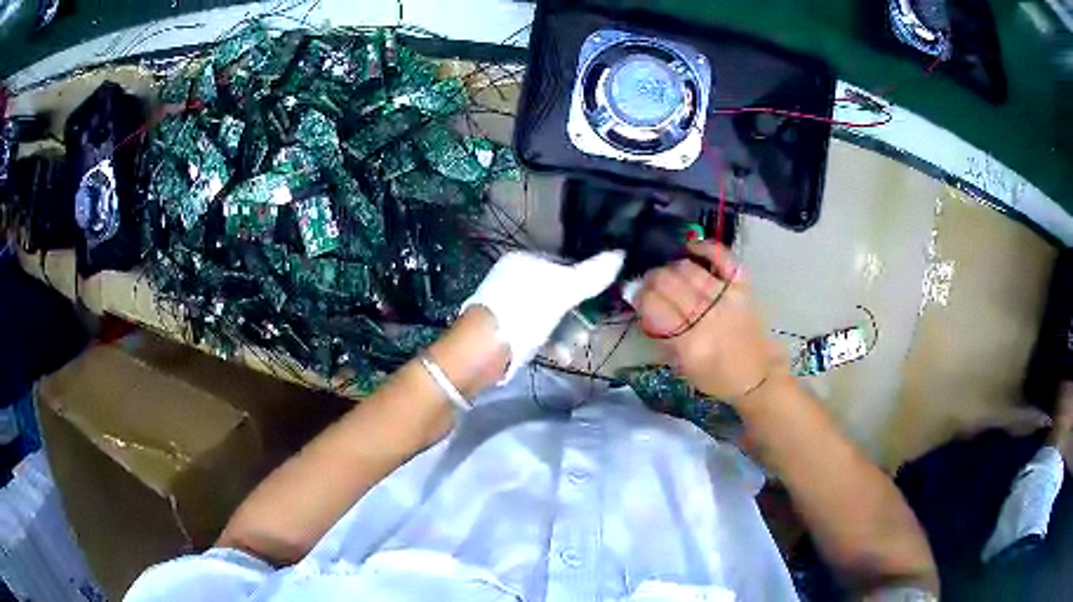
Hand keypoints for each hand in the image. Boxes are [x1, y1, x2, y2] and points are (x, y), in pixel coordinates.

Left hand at [462, 251, 624, 379]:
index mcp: (524, 260)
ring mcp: (508, 305)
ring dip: (567, 333)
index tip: (598, 304)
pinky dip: (551, 343)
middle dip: (577, 316)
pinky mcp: (506, 329)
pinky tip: (561, 357)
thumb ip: (592, 275)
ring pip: (548, 315)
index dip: (584, 284)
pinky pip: (535, 331)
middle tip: (588, 334)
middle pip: (557, 293)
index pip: (563, 266)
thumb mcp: (563, 291)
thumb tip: (621, 254)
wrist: (484, 349)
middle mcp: (513, 278)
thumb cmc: (525, 312)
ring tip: (575, 349)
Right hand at [636, 242, 786, 401]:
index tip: (636, 297)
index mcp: (689, 341)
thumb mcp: (682, 367)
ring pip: (688, 269)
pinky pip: (723, 258)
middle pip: (668, 282)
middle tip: (649, 284)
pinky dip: (705, 248)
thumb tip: (644, 307)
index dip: (639, 296)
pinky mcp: (742, 287)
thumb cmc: (716, 377)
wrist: (758, 376)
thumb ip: (662, 336)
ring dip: (672, 267)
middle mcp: (706, 315)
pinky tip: (691, 248)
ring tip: (669, 274)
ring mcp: (726, 297)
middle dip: (652, 279)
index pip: (654, 305)